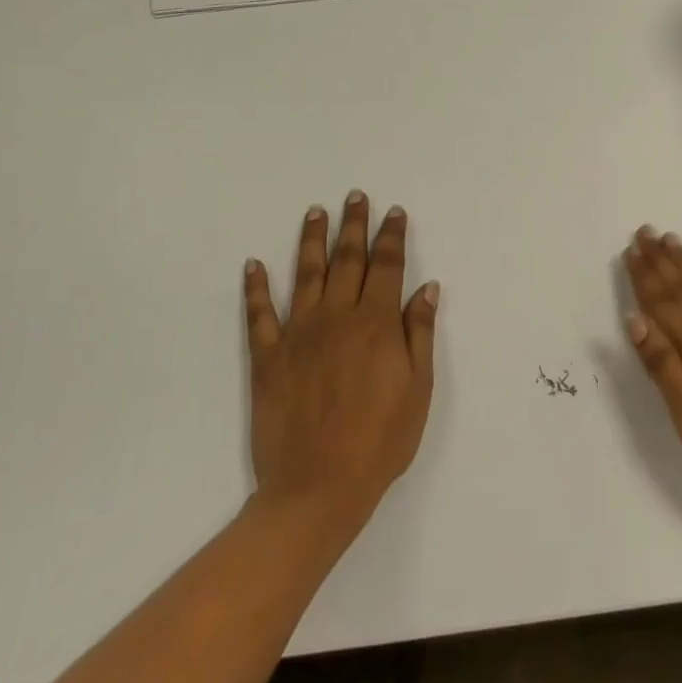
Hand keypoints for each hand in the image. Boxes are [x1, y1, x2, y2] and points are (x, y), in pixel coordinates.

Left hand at [244, 192, 437, 536]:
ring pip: (305, 275)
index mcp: (376, 324)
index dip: (392, 237)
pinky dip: (255, 287)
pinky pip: (259, 314)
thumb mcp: (418, 389)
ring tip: (314, 212)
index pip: (387, 267)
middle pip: (347, 260)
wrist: (318, 486)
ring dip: (311, 241)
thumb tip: (427, 288)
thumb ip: (419, 333)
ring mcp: (298, 335)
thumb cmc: (381, 440)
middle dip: (353, 225)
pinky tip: (254, 265)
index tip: (393, 212)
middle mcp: (337, 318)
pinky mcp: (267, 358)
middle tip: (354, 196)